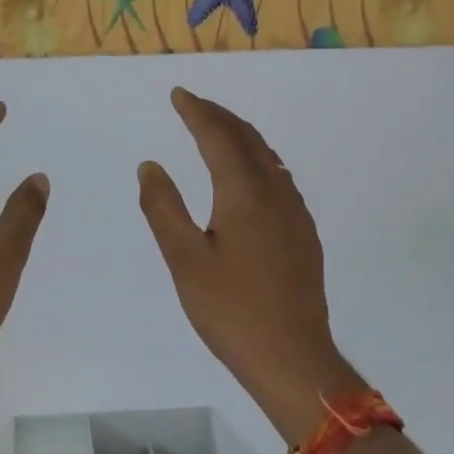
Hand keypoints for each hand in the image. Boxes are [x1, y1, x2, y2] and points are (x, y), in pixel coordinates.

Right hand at [137, 88, 363, 441]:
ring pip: (267, 156)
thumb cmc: (231, 311)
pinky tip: (247, 175)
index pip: (218, 136)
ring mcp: (295, 213)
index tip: (178, 94)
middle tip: (193, 104)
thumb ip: (163, 208)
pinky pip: (279, 177)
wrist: (293, 359)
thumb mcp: (184, 261)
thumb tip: (150, 165)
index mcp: (244, 193)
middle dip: (219, 116)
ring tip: (216, 130)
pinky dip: (257, 159)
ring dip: (240, 135)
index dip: (196, 111)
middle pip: (247, 138)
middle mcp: (275, 192)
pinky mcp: (303, 233)